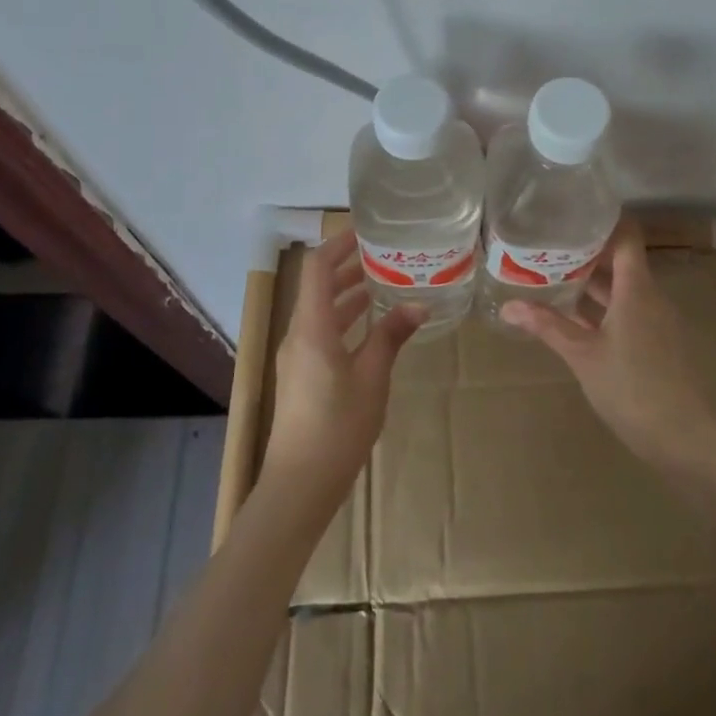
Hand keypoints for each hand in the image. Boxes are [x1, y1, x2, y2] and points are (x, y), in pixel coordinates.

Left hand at [262, 229, 423, 504]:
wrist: (300, 483)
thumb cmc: (338, 426)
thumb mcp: (372, 377)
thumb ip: (391, 337)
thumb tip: (418, 306)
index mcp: (311, 327)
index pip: (318, 267)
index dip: (338, 244)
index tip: (366, 231)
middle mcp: (298, 334)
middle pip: (318, 286)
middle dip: (347, 266)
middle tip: (384, 254)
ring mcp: (297, 356)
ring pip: (320, 311)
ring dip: (347, 294)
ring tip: (383, 283)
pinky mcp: (301, 375)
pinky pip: (321, 332)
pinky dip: (344, 319)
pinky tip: (370, 326)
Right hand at [503, 218, 715, 477]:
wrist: (685, 439)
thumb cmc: (632, 388)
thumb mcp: (583, 355)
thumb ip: (548, 326)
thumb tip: (508, 305)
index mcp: (637, 288)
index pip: (625, 236)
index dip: (602, 221)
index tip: (569, 214)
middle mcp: (651, 296)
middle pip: (622, 260)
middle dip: (587, 253)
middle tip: (548, 246)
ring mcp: (657, 321)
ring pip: (623, 288)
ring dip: (593, 282)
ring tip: (554, 275)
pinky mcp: (658, 343)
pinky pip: (628, 311)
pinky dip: (603, 307)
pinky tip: (575, 317)